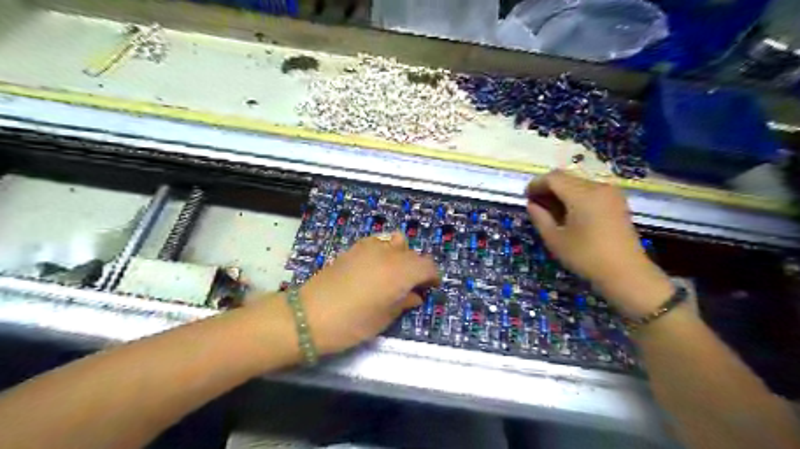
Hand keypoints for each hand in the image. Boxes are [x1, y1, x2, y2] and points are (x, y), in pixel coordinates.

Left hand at [298, 234, 437, 355]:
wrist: (309, 315)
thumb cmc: (352, 323)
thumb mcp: (384, 318)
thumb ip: (404, 302)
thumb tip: (415, 295)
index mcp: (401, 272)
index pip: (427, 266)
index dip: (432, 277)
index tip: (430, 288)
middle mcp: (389, 254)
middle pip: (413, 253)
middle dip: (417, 268)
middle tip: (411, 286)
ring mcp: (369, 247)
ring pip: (396, 242)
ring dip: (401, 255)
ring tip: (393, 273)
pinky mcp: (353, 248)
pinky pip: (378, 242)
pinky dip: (384, 251)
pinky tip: (375, 268)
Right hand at [530, 170, 670, 317]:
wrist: (626, 274)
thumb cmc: (586, 257)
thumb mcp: (555, 239)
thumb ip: (540, 218)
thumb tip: (532, 204)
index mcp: (582, 194)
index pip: (553, 178)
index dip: (536, 184)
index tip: (526, 197)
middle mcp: (598, 187)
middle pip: (566, 178)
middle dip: (548, 188)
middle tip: (536, 205)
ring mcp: (610, 193)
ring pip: (578, 183)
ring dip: (561, 192)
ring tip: (551, 211)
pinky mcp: (617, 202)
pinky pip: (590, 191)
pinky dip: (575, 197)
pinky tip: (569, 214)